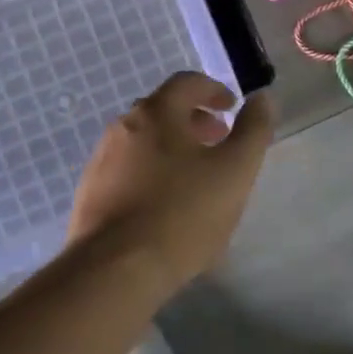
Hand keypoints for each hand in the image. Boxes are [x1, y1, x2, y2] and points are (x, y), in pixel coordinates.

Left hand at [69, 73, 273, 289]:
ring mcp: (101, 161)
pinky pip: (128, 170)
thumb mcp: (236, 170)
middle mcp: (123, 127)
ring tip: (195, 176)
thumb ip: (254, 130)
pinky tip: (165, 203)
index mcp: (157, 113)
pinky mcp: (90, 194)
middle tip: (218, 141)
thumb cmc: (184, 213)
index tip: (232, 108)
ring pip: (144, 141)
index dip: (214, 90)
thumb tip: (262, 99)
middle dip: (194, 120)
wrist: (116, 270)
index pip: (187, 83)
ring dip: (172, 147)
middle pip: (163, 110)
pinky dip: (151, 172)